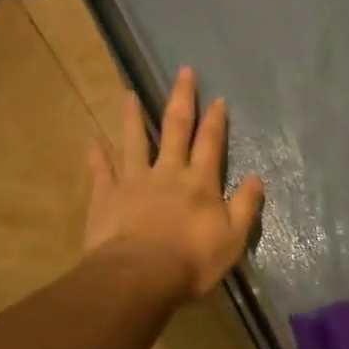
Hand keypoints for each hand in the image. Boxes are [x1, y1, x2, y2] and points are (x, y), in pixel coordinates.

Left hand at [84, 67, 265, 300]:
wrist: (140, 276)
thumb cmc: (192, 261)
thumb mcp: (233, 238)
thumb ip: (245, 206)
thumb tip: (256, 178)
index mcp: (200, 183)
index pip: (211, 144)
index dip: (216, 121)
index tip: (218, 98)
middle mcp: (167, 173)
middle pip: (175, 129)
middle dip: (182, 99)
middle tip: (184, 72)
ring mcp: (133, 182)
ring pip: (134, 141)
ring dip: (133, 117)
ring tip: (130, 94)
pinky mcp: (106, 196)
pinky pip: (101, 171)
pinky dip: (97, 155)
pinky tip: (92, 141)